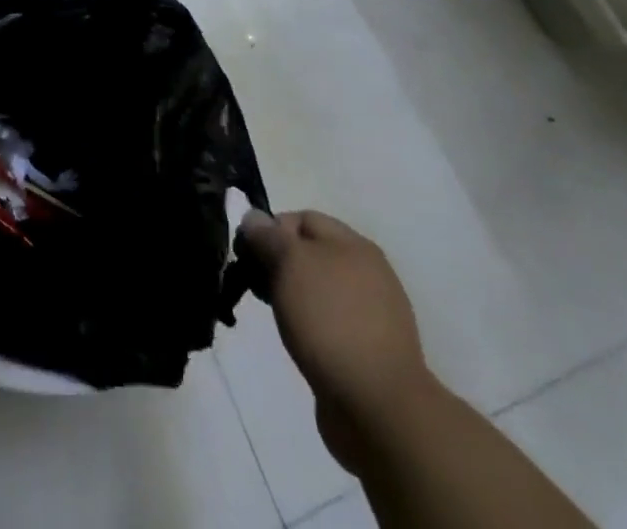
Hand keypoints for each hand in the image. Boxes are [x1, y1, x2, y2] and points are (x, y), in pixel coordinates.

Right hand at [239, 210, 436, 467]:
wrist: (378, 408)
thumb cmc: (330, 320)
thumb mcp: (289, 263)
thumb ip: (267, 235)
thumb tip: (253, 218)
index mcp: (354, 244)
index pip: (302, 218)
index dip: (270, 229)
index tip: (248, 255)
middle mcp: (368, 272)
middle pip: (310, 253)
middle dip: (279, 264)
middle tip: (256, 286)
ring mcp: (373, 314)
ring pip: (318, 289)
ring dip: (293, 296)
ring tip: (276, 317)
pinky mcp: (370, 350)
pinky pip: (330, 323)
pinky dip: (310, 326)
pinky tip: (299, 341)